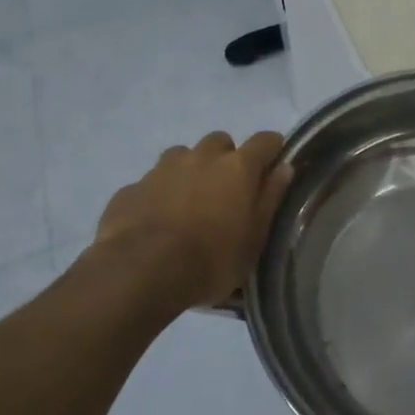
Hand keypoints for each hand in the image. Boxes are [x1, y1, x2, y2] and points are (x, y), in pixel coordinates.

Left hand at [90, 131, 292, 311]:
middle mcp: (201, 157)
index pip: (265, 140)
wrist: (140, 273)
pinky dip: (157, 195)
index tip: (272, 166)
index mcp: (237, 167)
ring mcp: (161, 169)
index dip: (272, 150)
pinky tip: (154, 222)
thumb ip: (270, 198)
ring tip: (187, 204)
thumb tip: (284, 167)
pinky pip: (150, 183)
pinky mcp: (131, 188)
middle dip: (225, 159)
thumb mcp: (254, 238)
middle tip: (226, 191)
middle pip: (220, 142)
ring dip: (189, 171)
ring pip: (182, 156)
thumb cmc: (211, 259)